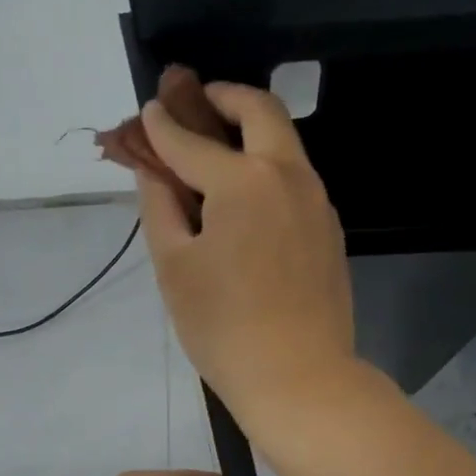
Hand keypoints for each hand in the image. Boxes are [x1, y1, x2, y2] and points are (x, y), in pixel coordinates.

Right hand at [135, 82, 356, 431]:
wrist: (299, 378)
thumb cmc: (223, 327)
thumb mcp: (174, 267)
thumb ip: (159, 206)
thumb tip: (152, 168)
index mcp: (243, 181)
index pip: (191, 140)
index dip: (161, 126)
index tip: (146, 111)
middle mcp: (288, 175)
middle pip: (260, 111)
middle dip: (223, 98)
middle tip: (194, 104)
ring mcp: (317, 201)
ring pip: (285, 143)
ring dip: (250, 131)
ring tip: (215, 149)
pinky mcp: (329, 230)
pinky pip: (295, 179)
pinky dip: (267, 168)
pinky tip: (245, 199)